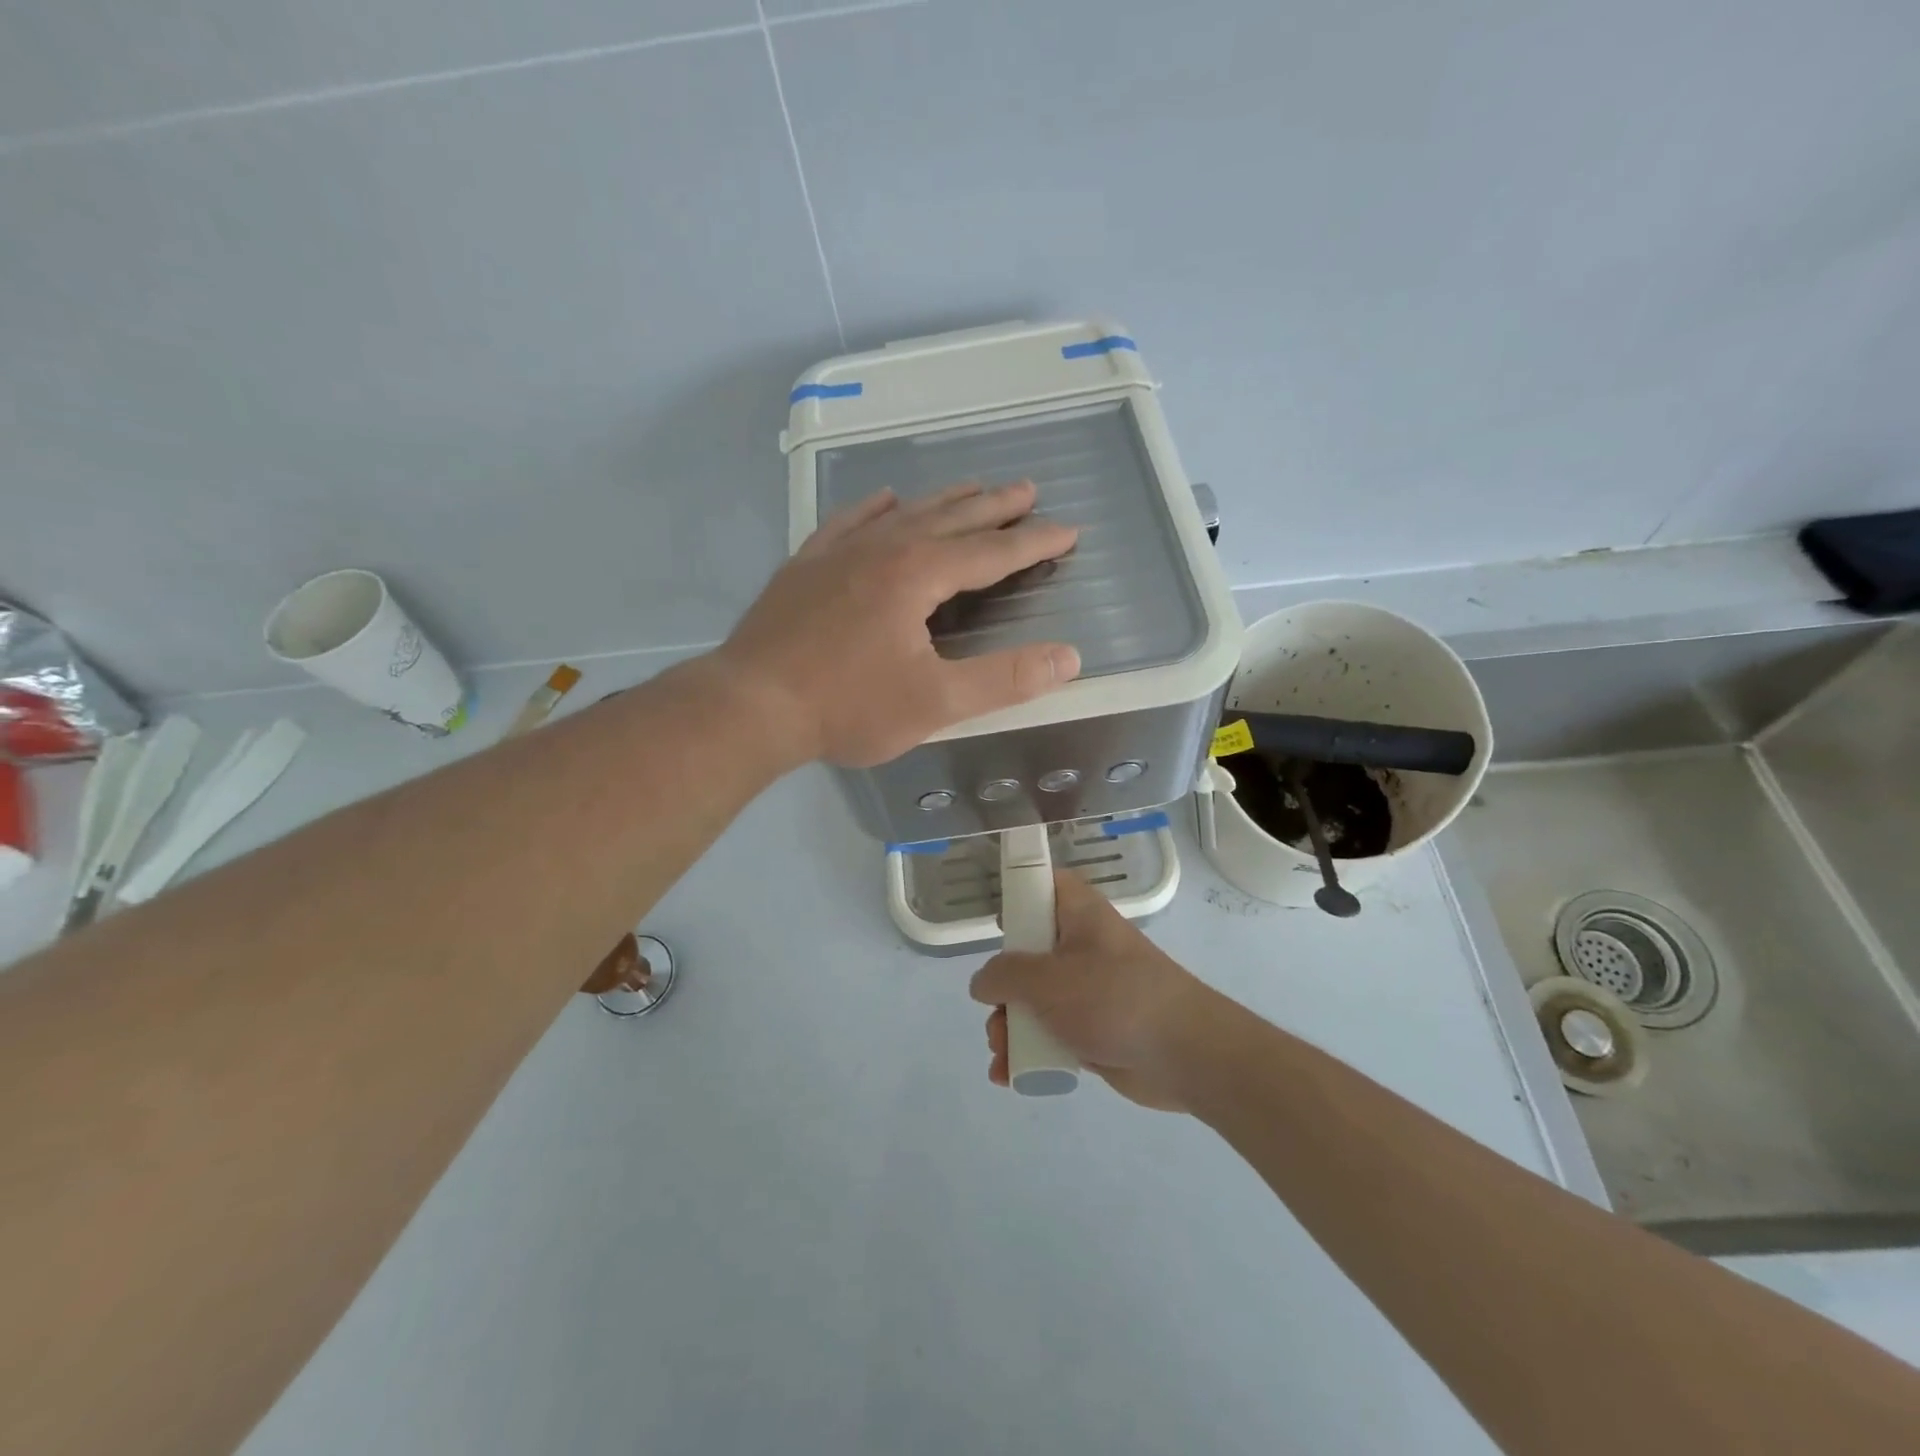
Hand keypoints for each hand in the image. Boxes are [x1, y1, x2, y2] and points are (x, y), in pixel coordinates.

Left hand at [715, 481, 1080, 767]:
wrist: (751, 705)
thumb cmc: (847, 707)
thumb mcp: (936, 702)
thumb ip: (1004, 679)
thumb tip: (1069, 658)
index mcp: (918, 574)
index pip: (991, 551)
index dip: (1033, 542)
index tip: (1068, 529)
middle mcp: (882, 548)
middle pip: (950, 518)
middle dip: (993, 506)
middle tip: (1027, 489)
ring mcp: (838, 552)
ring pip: (903, 513)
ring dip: (943, 501)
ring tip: (972, 487)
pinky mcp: (806, 566)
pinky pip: (849, 522)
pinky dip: (875, 508)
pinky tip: (885, 500)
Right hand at [970, 871, 1219, 1110]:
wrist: (1183, 1053)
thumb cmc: (1113, 997)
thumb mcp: (1047, 980)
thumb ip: (1004, 975)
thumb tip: (983, 982)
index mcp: (1078, 914)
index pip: (1044, 884)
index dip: (1017, 893)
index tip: (995, 920)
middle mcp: (1082, 946)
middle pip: (1028, 952)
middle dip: (1002, 987)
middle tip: (994, 1011)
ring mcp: (1089, 989)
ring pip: (1035, 999)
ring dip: (1010, 1026)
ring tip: (1002, 1053)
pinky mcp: (1094, 1029)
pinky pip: (1051, 1033)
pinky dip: (1030, 1050)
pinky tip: (1010, 1075)